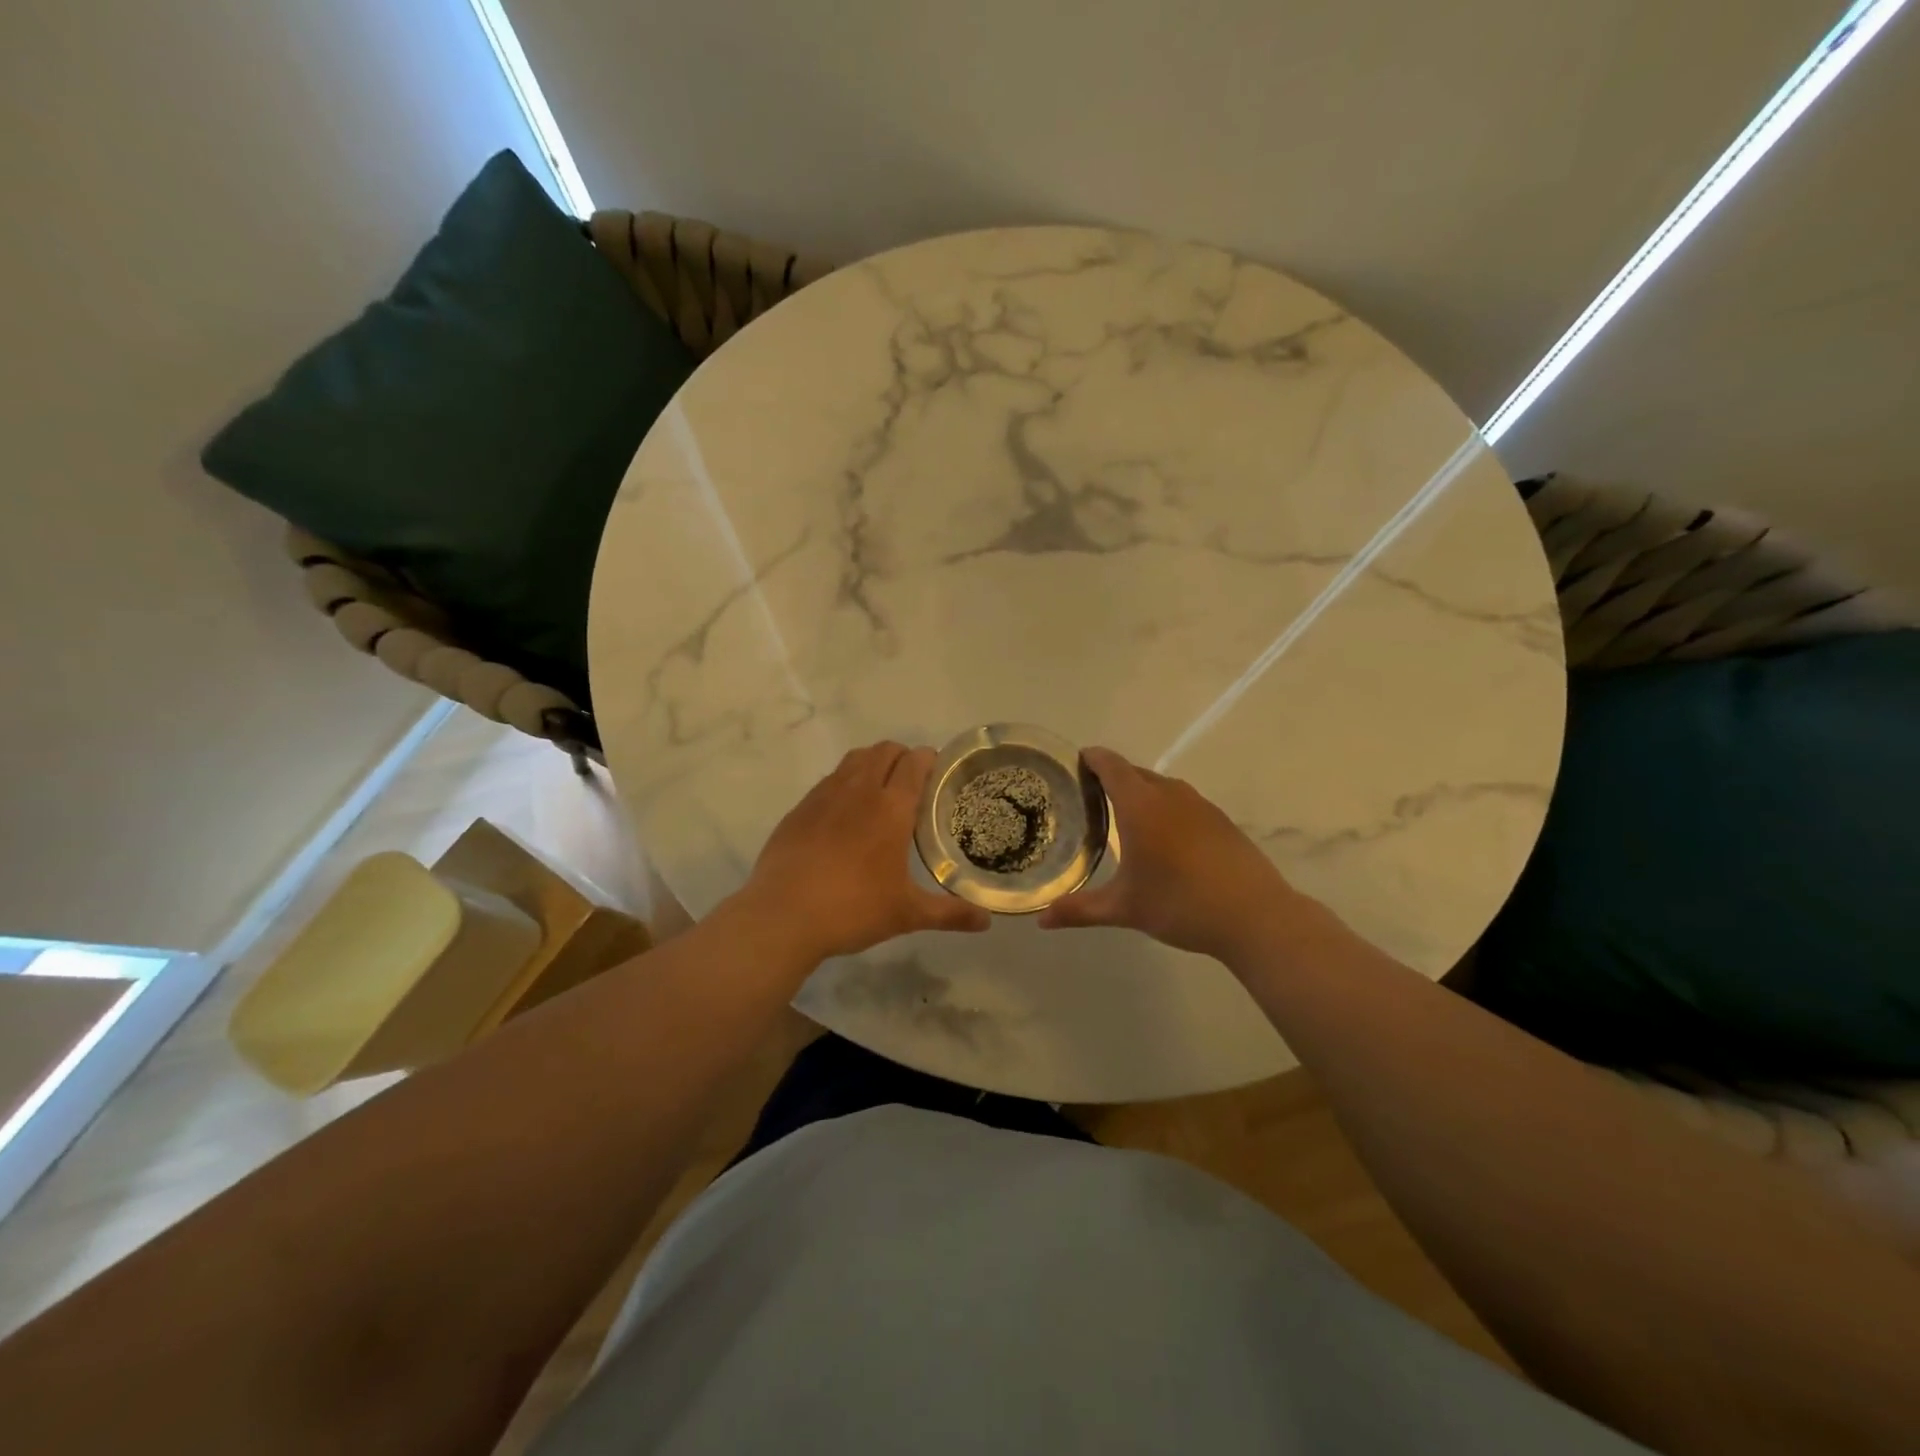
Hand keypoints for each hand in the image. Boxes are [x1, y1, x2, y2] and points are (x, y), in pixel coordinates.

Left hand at [734, 742, 990, 962]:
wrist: (783, 916)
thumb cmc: (853, 909)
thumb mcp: (907, 914)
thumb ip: (950, 914)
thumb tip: (987, 921)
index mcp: (891, 808)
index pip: (915, 762)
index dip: (929, 759)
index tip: (938, 773)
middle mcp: (858, 791)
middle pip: (884, 751)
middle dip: (902, 757)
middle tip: (913, 784)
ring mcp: (824, 796)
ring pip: (854, 760)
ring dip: (872, 764)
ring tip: (879, 792)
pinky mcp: (799, 809)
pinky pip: (828, 781)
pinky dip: (844, 784)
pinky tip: (844, 816)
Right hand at [1038, 747, 1313, 962]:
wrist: (1255, 916)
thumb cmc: (1180, 903)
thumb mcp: (1124, 908)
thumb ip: (1080, 910)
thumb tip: (1042, 920)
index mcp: (1140, 805)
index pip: (1110, 765)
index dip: (1092, 758)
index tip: (1075, 762)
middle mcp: (1169, 795)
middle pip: (1135, 772)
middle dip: (1112, 778)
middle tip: (1089, 797)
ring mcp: (1200, 805)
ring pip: (1162, 787)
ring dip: (1141, 793)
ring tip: (1124, 817)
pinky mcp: (1221, 821)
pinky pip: (1183, 803)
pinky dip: (1166, 809)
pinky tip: (1165, 839)